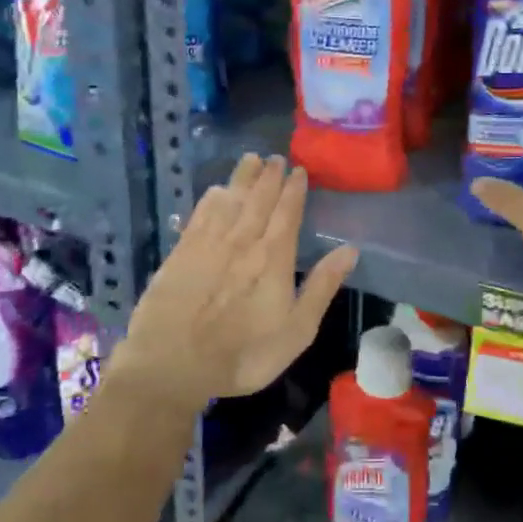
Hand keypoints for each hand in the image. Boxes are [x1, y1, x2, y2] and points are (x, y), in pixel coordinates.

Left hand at [114, 154, 357, 416]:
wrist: (172, 364)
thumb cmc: (243, 354)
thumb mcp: (296, 330)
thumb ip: (322, 286)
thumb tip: (350, 249)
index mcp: (273, 257)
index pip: (287, 213)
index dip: (294, 190)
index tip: (299, 170)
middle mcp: (242, 241)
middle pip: (258, 199)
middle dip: (269, 176)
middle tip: (275, 157)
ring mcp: (208, 243)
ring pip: (229, 200)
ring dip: (242, 178)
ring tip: (251, 159)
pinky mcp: (181, 252)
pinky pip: (200, 214)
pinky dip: (211, 198)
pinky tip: (215, 190)